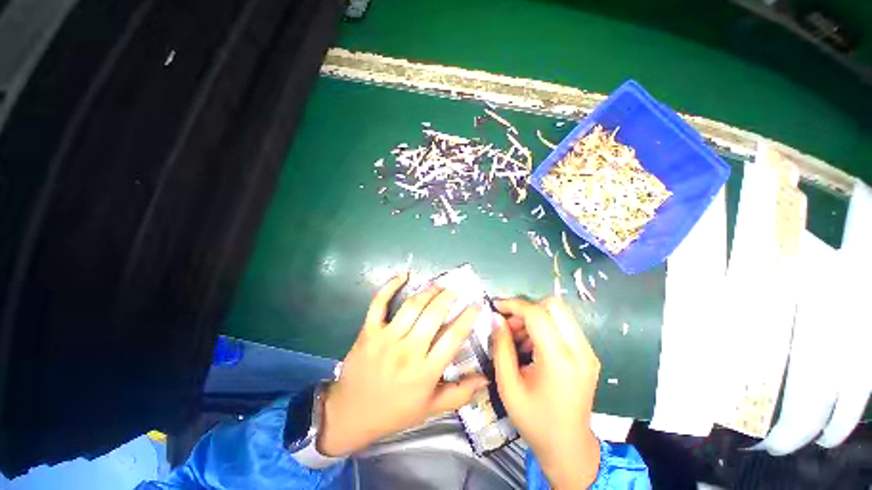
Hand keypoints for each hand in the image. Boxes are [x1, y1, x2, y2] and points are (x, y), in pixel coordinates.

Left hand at [317, 272, 487, 456]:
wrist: (351, 414)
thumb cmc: (395, 412)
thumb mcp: (430, 409)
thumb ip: (460, 393)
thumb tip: (486, 378)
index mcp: (425, 372)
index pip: (453, 337)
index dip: (468, 317)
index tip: (476, 304)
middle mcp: (408, 351)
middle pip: (433, 315)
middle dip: (448, 297)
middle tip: (456, 290)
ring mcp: (386, 339)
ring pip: (412, 306)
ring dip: (428, 291)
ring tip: (438, 284)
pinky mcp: (369, 331)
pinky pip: (379, 303)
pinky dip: (390, 286)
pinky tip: (403, 275)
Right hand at [492, 297, 601, 488]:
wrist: (568, 447)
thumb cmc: (534, 420)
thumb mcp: (508, 385)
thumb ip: (501, 347)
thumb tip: (496, 318)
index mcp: (559, 360)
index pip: (537, 314)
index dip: (514, 305)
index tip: (496, 307)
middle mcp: (580, 351)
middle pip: (554, 305)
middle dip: (527, 308)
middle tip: (510, 324)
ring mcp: (588, 352)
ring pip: (559, 313)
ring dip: (535, 317)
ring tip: (517, 337)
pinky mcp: (588, 354)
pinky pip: (563, 326)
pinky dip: (544, 327)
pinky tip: (531, 345)